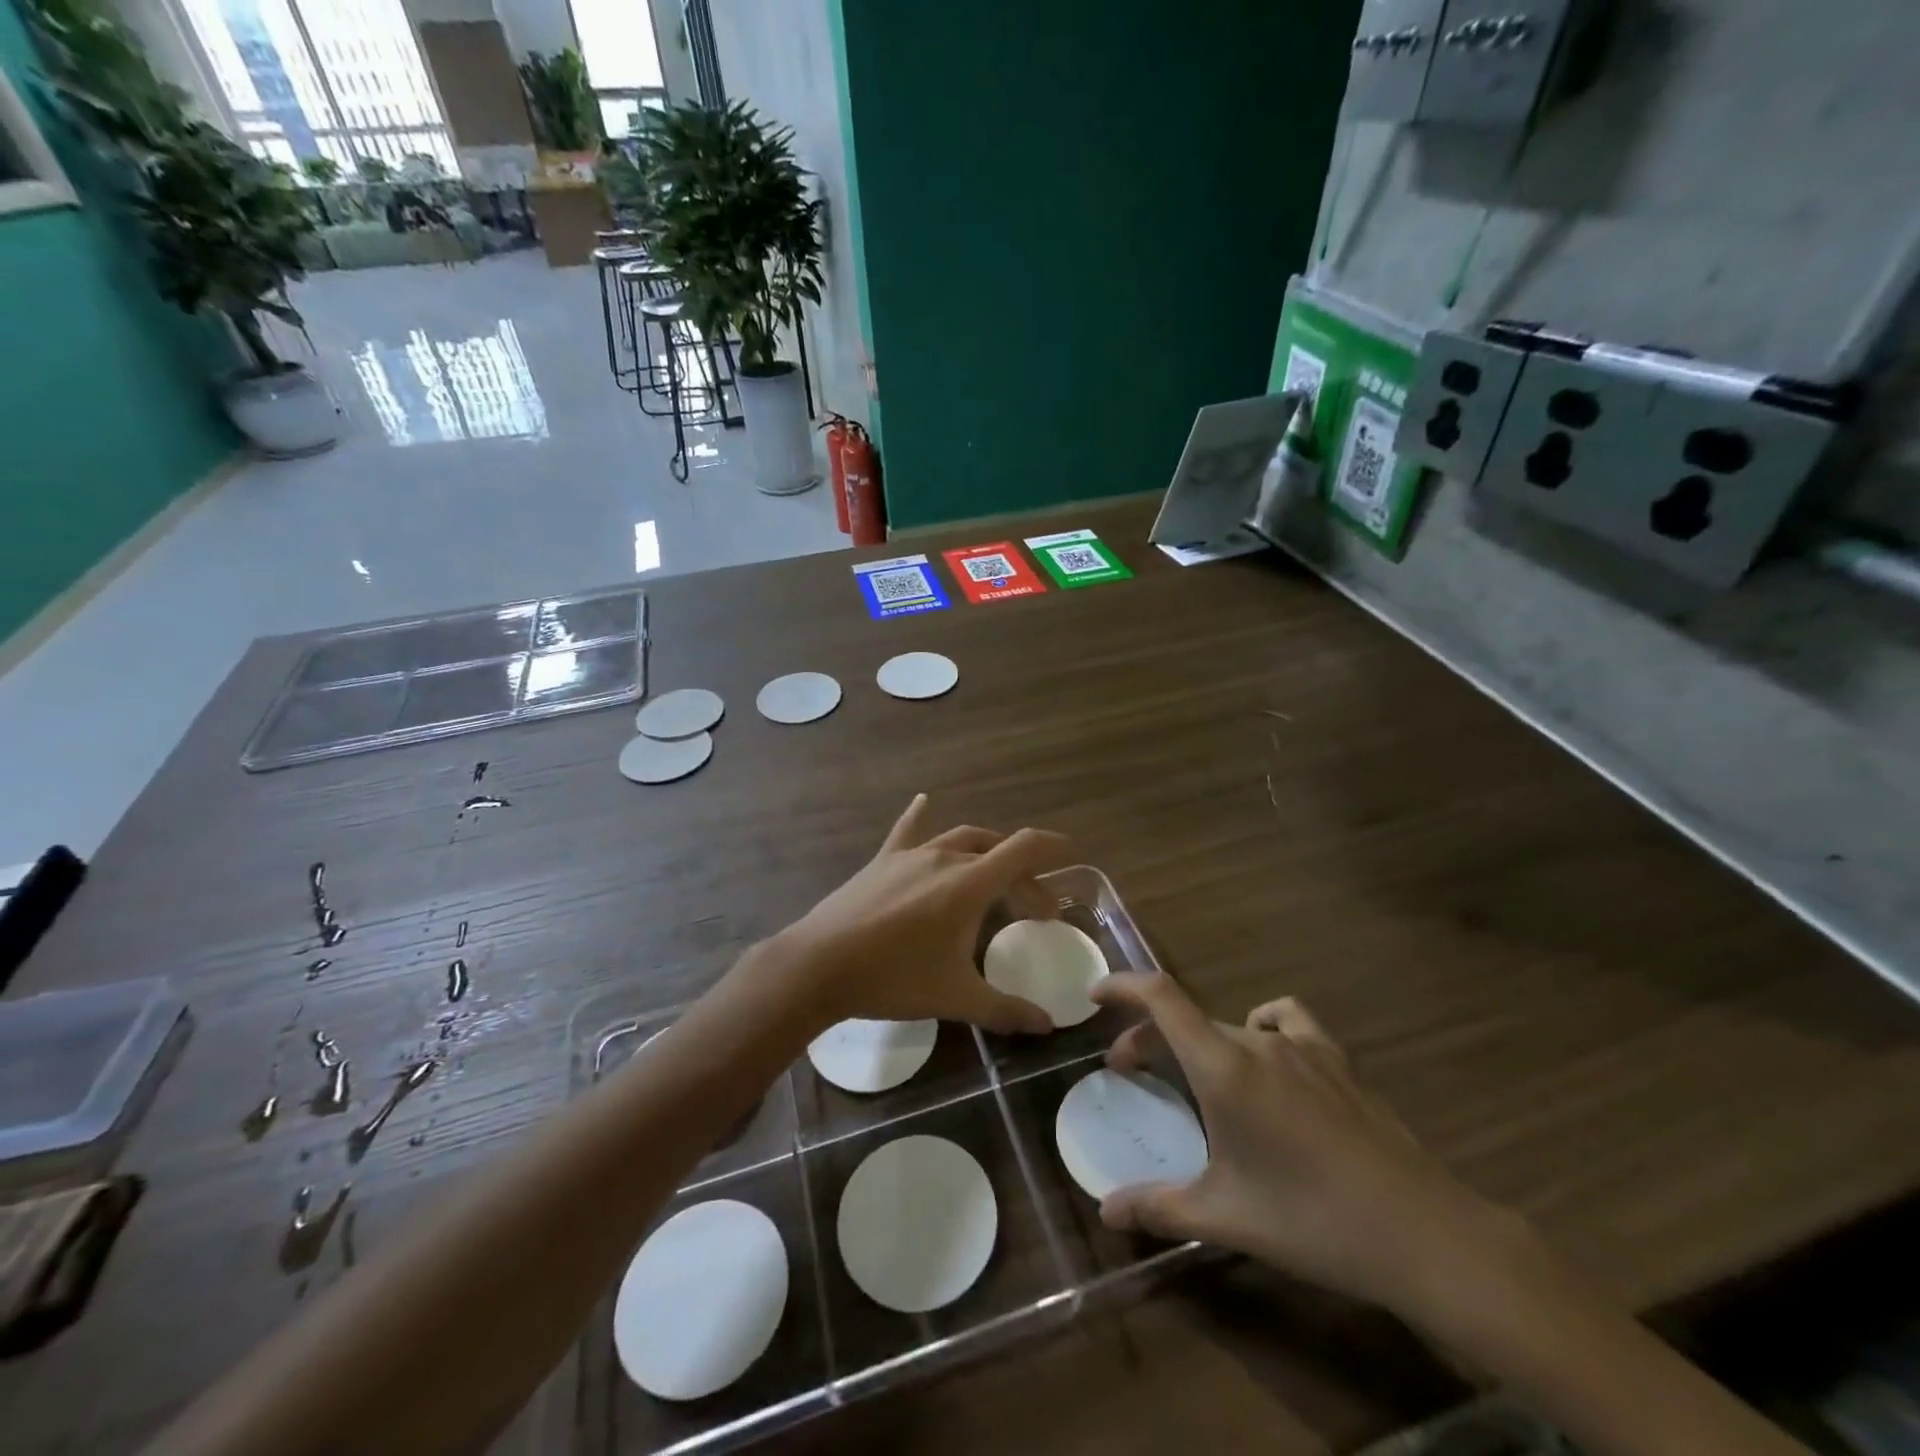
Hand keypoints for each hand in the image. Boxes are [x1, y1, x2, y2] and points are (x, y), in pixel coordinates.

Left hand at [775, 794, 1069, 1034]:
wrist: (820, 965)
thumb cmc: (893, 978)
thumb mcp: (956, 998)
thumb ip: (1006, 1010)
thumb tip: (1047, 1026)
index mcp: (969, 883)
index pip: (1023, 849)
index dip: (1051, 846)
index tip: (1071, 852)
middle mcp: (944, 858)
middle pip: (996, 850)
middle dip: (1022, 873)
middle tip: (1033, 907)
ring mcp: (910, 855)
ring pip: (959, 838)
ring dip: (985, 851)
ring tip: (996, 871)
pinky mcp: (882, 861)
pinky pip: (908, 831)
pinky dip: (921, 816)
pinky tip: (924, 800)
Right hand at [1092, 973, 1517, 1318]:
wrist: (1422, 1233)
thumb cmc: (1312, 1219)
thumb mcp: (1226, 1218)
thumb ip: (1159, 1208)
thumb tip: (1106, 1212)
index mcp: (1223, 1068)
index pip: (1161, 998)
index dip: (1123, 985)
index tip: (1095, 994)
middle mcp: (1258, 1042)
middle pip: (1188, 1020)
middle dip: (1150, 1039)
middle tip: (1131, 1071)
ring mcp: (1303, 1046)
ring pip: (1232, 1025)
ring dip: (1200, 1039)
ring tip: (1198, 1072)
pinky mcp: (1338, 1060)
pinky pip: (1287, 1021)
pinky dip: (1263, 1026)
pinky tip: (1268, 1055)